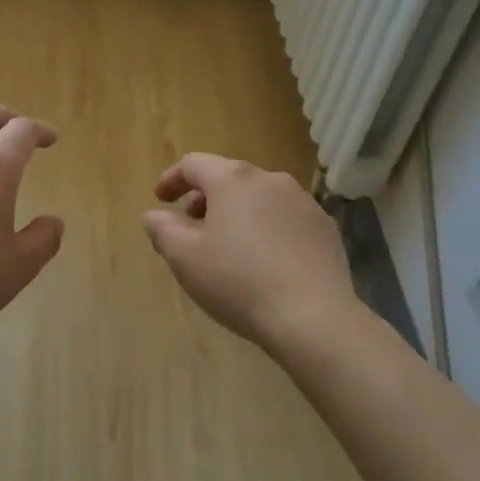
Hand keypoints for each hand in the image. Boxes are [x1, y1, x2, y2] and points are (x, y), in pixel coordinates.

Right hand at [143, 154, 356, 348]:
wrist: (313, 317)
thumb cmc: (238, 282)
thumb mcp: (185, 258)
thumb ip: (163, 229)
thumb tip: (155, 215)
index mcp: (233, 179)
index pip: (194, 164)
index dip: (172, 179)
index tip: (161, 199)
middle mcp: (270, 179)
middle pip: (229, 177)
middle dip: (205, 196)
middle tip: (190, 222)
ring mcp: (303, 201)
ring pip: (259, 196)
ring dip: (238, 211)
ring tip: (228, 242)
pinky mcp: (324, 227)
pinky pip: (285, 217)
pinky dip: (267, 227)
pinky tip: (265, 258)